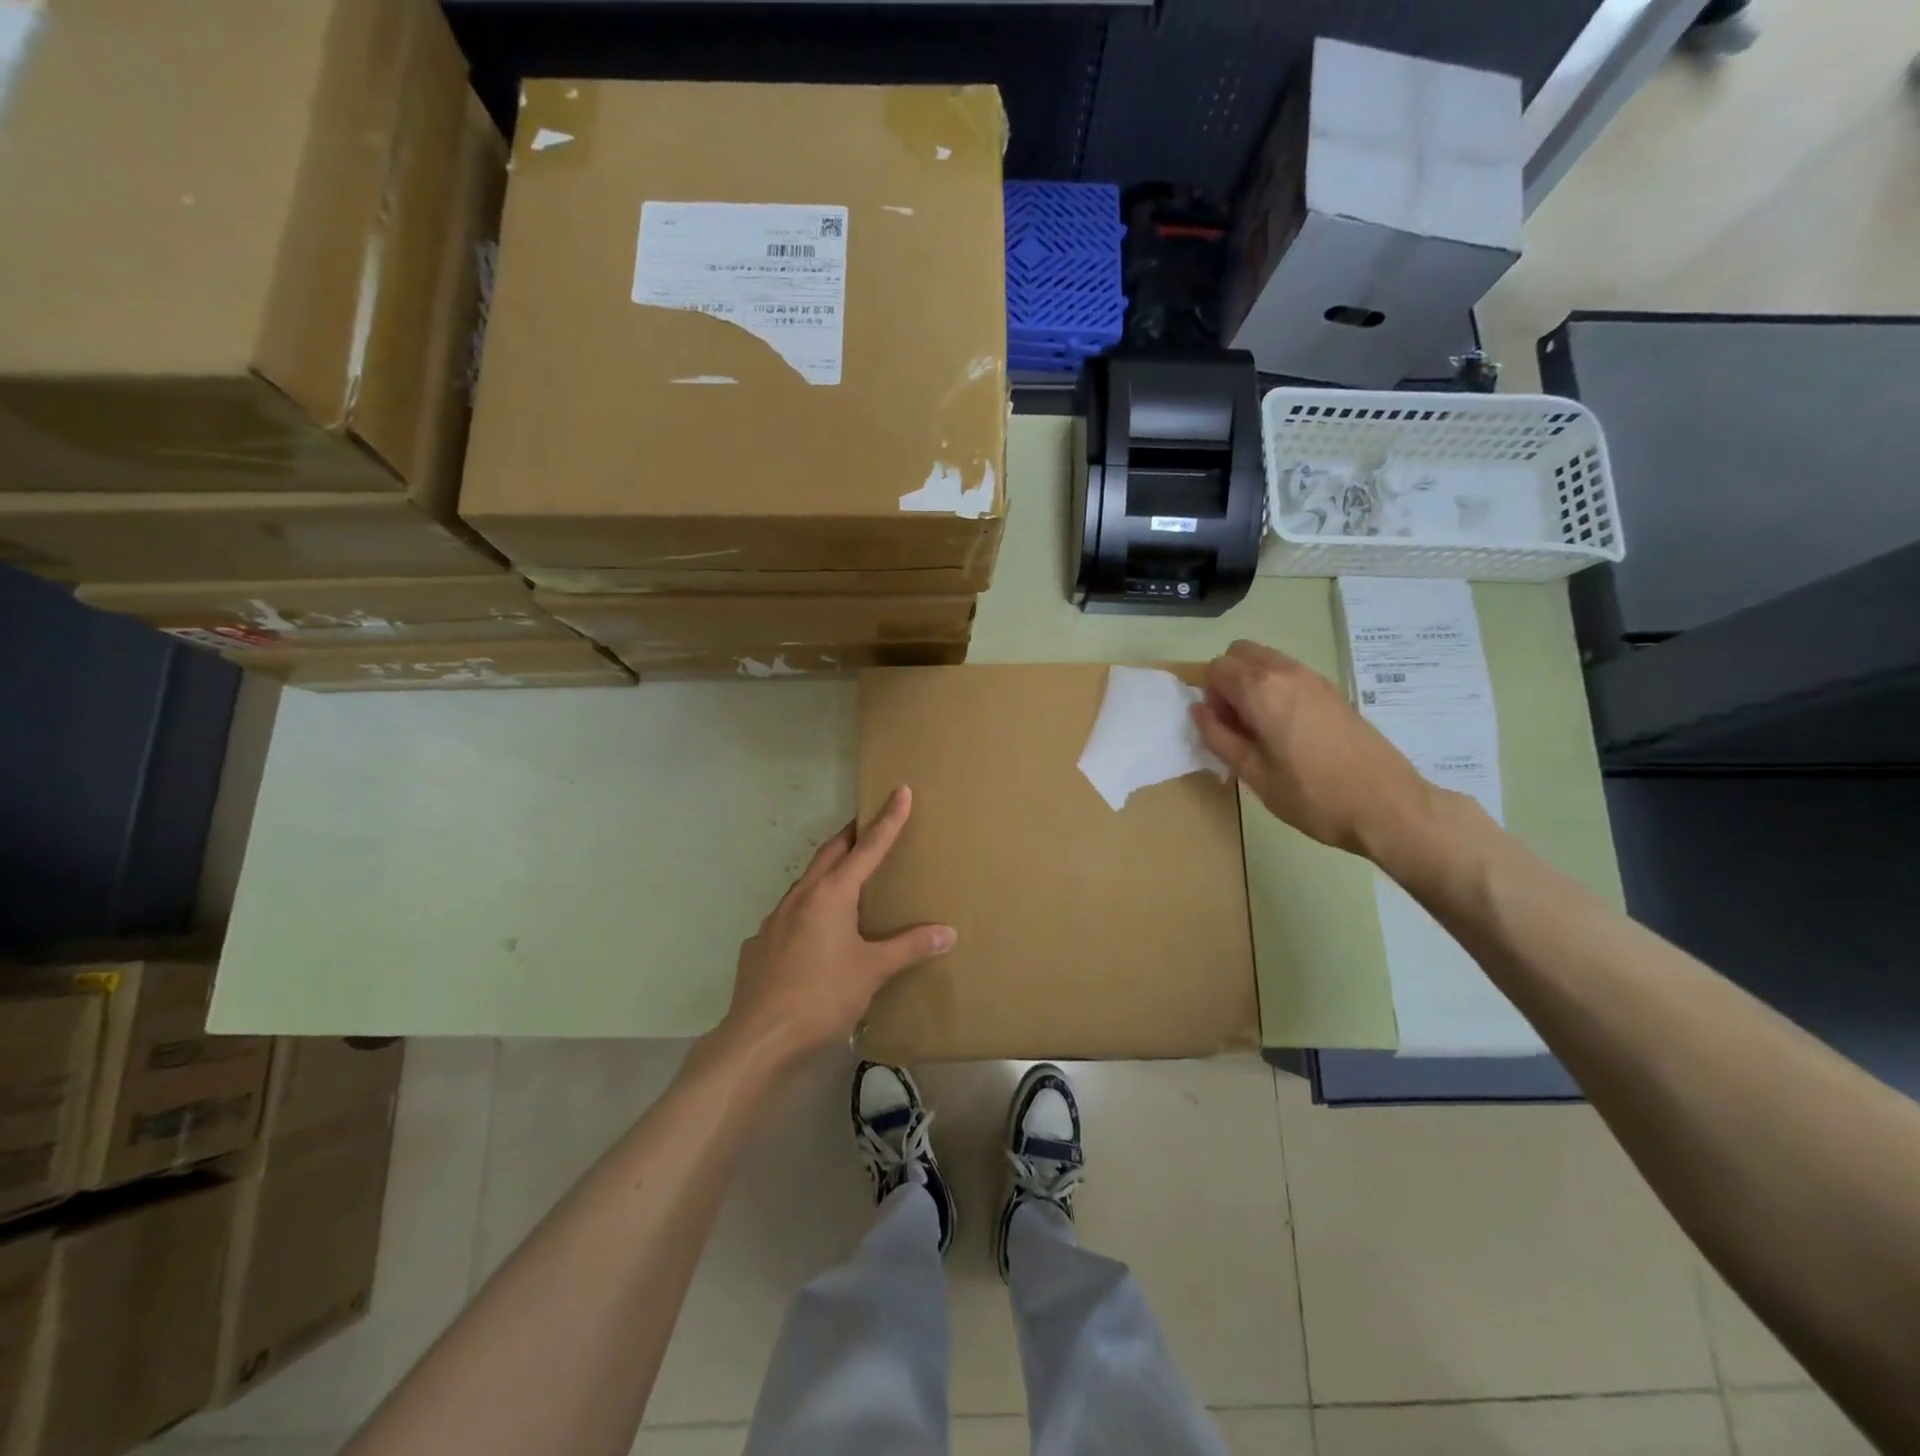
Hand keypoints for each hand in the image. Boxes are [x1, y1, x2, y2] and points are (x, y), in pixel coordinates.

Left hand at [720, 786, 954, 1061]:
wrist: (759, 1036)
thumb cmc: (821, 996)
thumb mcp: (872, 971)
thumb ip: (909, 947)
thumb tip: (948, 932)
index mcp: (831, 894)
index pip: (868, 847)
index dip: (887, 819)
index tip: (899, 790)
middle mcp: (801, 896)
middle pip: (830, 853)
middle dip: (851, 836)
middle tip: (869, 827)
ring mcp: (775, 918)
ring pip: (806, 881)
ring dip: (827, 870)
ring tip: (845, 878)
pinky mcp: (759, 943)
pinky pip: (788, 913)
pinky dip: (807, 908)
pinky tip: (812, 933)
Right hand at [1190, 639, 1437, 857]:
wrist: (1386, 805)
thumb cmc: (1312, 796)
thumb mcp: (1253, 774)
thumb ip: (1218, 737)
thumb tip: (1198, 710)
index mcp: (1261, 690)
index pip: (1216, 668)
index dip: (1210, 696)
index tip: (1222, 728)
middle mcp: (1286, 672)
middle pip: (1240, 652)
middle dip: (1228, 680)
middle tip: (1238, 723)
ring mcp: (1314, 677)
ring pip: (1267, 659)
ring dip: (1253, 682)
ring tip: (1263, 729)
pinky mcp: (1333, 690)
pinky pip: (1290, 673)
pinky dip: (1277, 688)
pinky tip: (1289, 730)